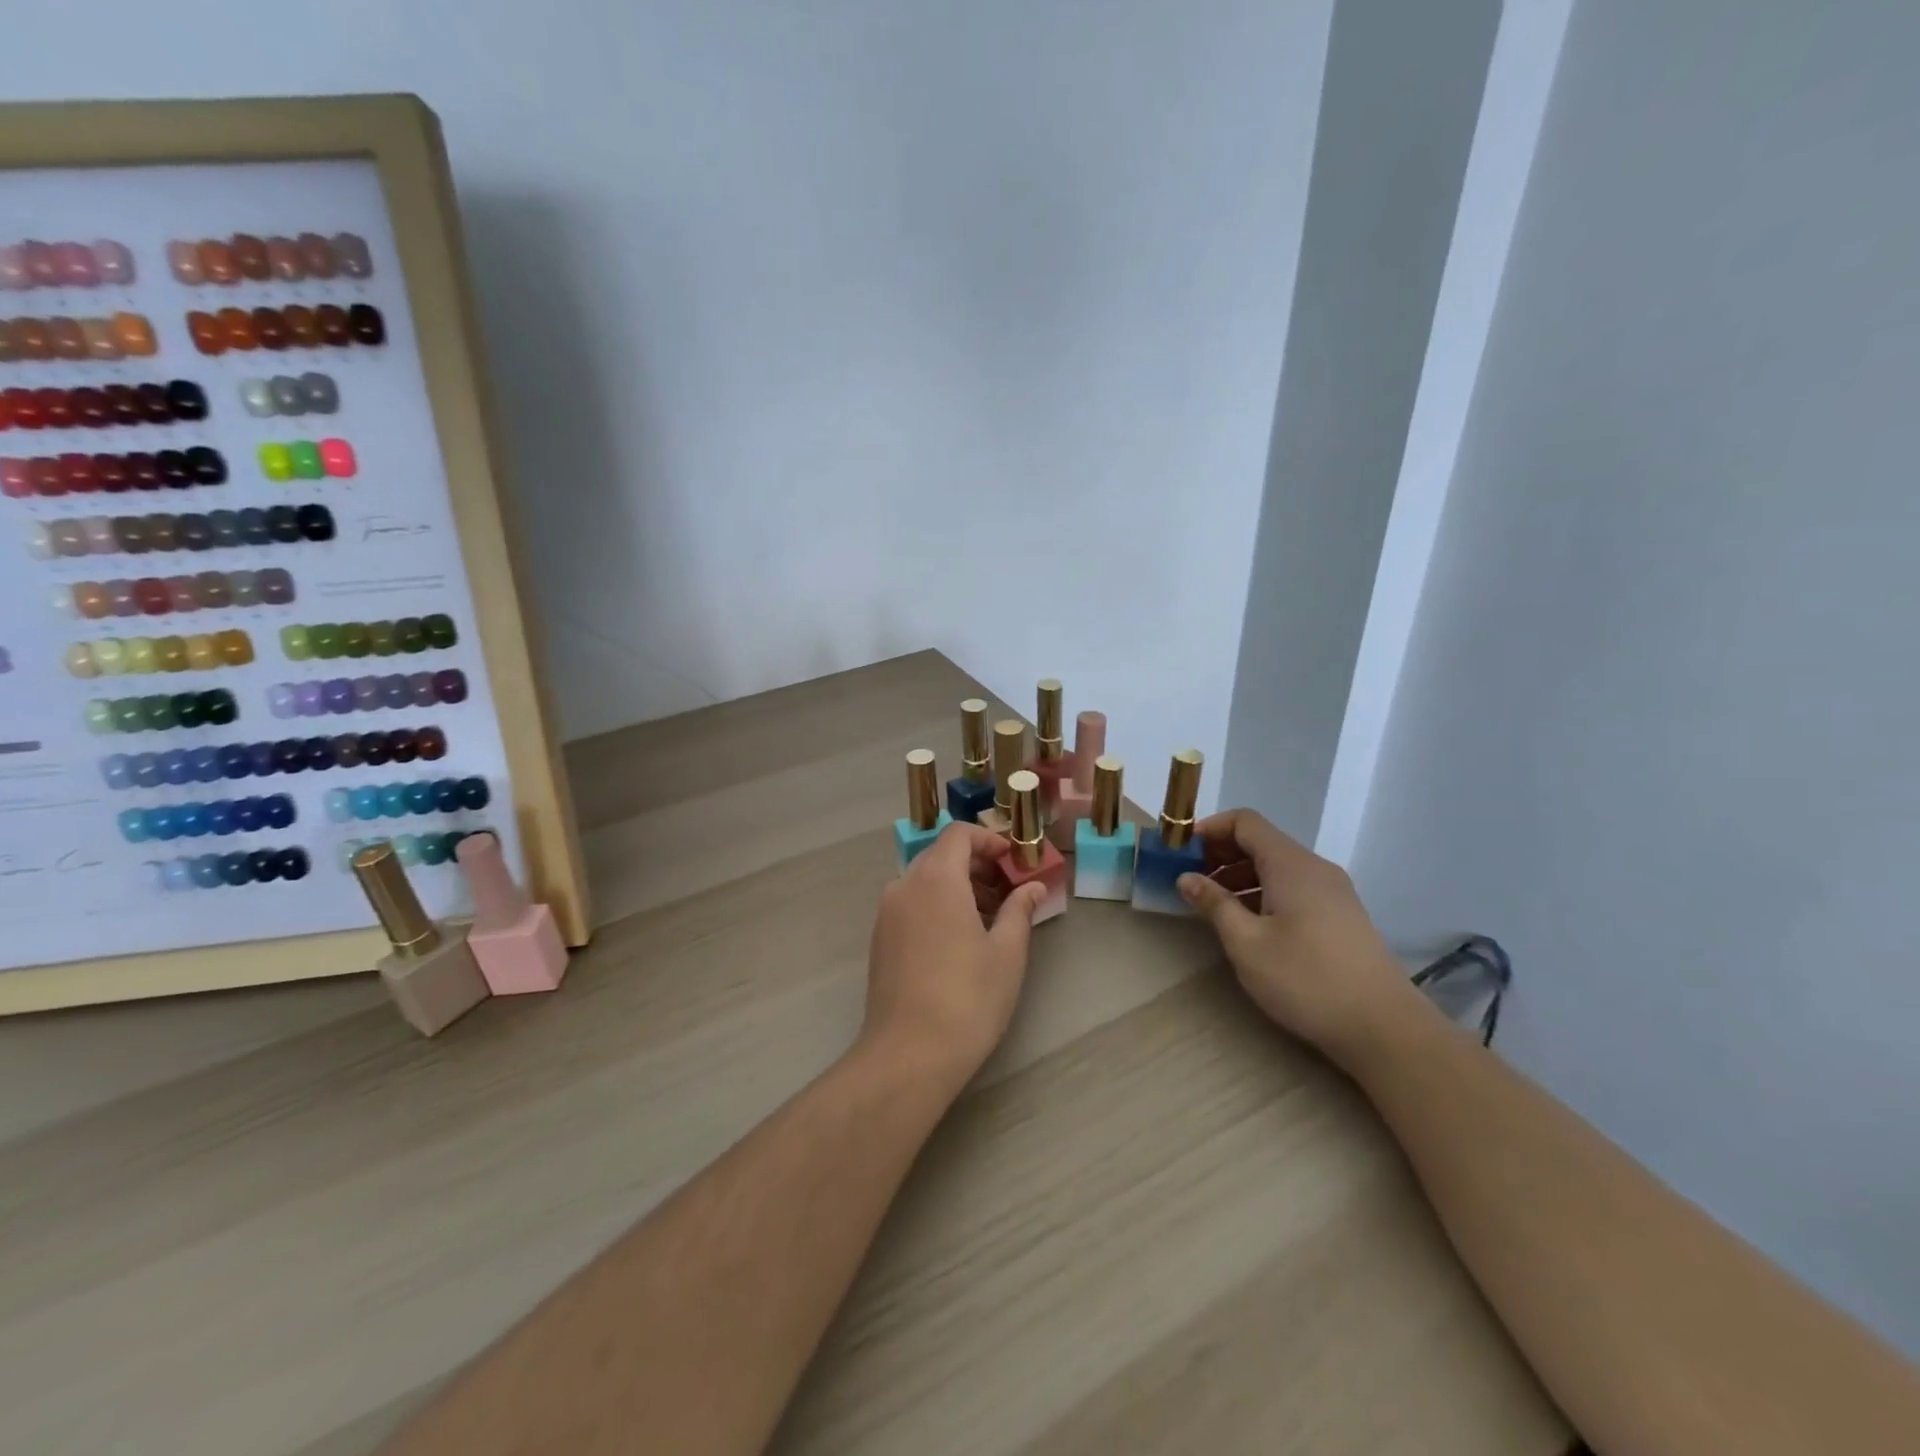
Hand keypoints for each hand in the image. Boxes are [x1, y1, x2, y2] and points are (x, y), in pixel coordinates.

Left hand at [862, 823, 1046, 1092]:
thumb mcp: (1007, 952)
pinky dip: (937, 906)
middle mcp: (904, 885)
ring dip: (958, 887)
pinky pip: (912, 905)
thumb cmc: (967, 997)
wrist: (908, 1054)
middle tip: (1009, 893)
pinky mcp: (879, 940)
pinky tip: (959, 941)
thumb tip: (1033, 888)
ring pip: (925, 881)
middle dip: (977, 866)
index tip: (1014, 862)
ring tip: (990, 921)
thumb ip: (1020, 910)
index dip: (989, 840)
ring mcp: (886, 913)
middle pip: (941, 856)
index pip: (959, 834)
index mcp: (936, 879)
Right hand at [1177, 809, 1429, 1063]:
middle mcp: (1314, 868)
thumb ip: (1214, 904)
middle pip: (1261, 842)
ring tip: (1212, 906)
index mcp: (1291, 865)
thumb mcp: (1247, 943)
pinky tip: (1248, 924)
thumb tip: (1186, 878)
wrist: (1385, 1028)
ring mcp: (1333, 892)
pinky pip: (1293, 887)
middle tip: (1190, 880)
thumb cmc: (1307, 980)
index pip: (1245, 822)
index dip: (1209, 830)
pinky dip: (1263, 892)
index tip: (1180, 853)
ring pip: (1277, 866)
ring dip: (1240, 875)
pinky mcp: (1341, 915)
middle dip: (1220, 854)